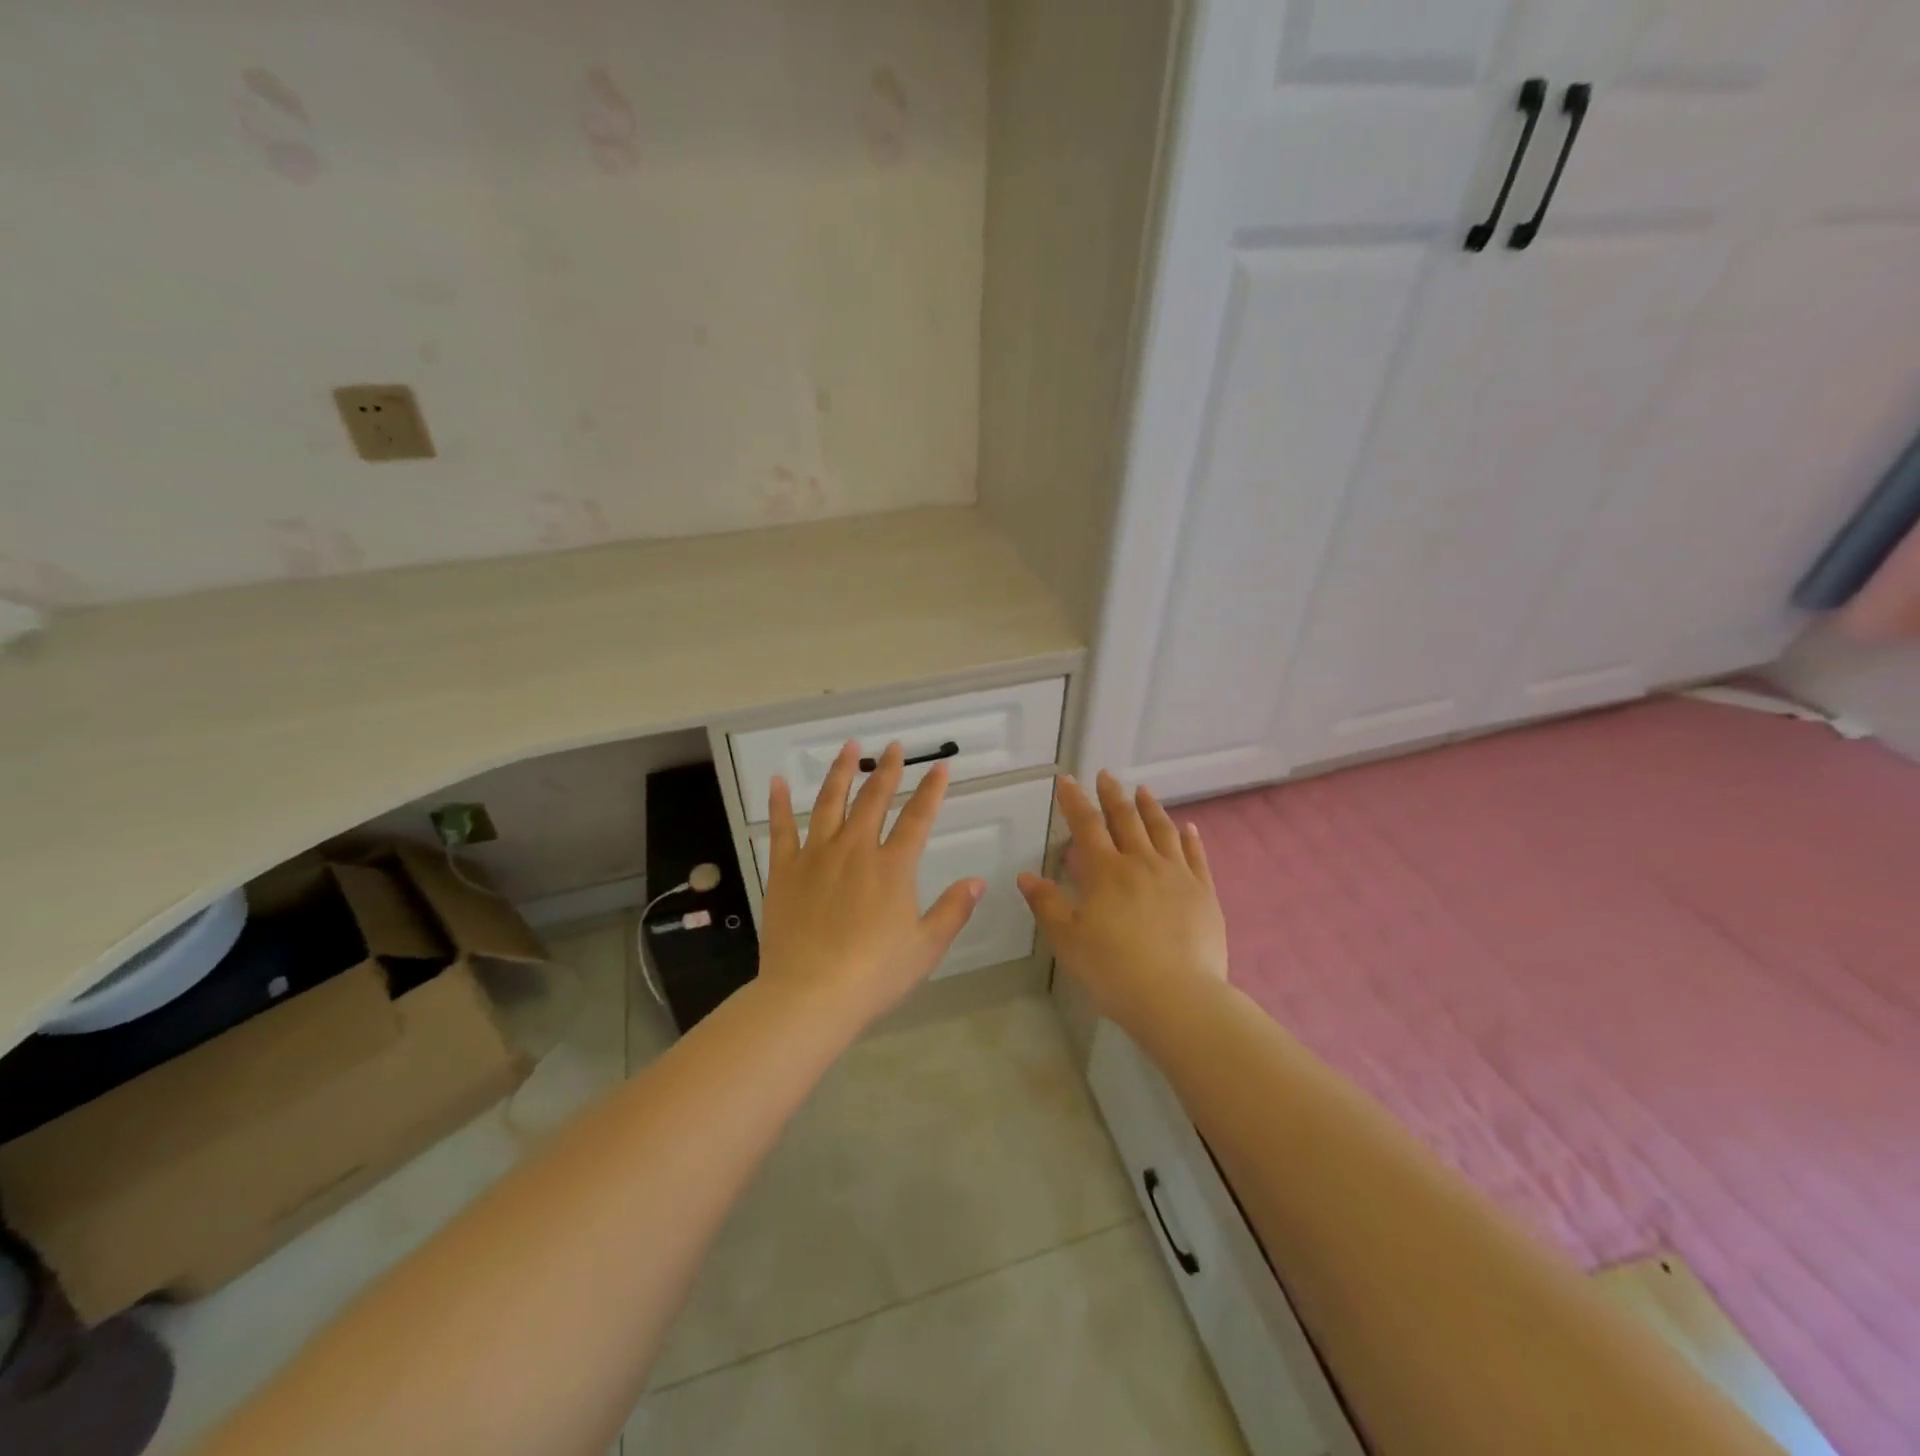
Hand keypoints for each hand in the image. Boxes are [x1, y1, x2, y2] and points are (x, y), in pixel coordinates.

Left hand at [759, 741, 984, 1028]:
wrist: (810, 995)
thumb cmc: (874, 974)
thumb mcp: (926, 947)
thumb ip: (953, 910)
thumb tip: (978, 881)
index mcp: (892, 867)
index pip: (918, 818)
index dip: (931, 790)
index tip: (940, 767)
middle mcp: (856, 850)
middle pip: (874, 799)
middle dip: (887, 770)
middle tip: (893, 746)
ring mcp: (816, 856)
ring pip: (830, 802)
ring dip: (841, 772)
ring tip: (849, 747)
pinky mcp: (785, 870)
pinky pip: (781, 829)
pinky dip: (779, 804)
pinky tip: (777, 782)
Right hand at [1017, 771, 1226, 1027]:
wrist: (1178, 997)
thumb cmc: (1113, 971)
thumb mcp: (1068, 940)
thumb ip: (1046, 904)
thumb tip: (1025, 875)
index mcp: (1106, 871)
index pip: (1086, 825)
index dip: (1074, 801)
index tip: (1067, 780)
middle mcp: (1141, 862)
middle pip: (1126, 819)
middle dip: (1112, 795)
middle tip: (1106, 775)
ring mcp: (1177, 875)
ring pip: (1162, 830)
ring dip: (1150, 807)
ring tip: (1143, 791)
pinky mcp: (1203, 893)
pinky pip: (1196, 856)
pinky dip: (1189, 838)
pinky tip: (1188, 828)